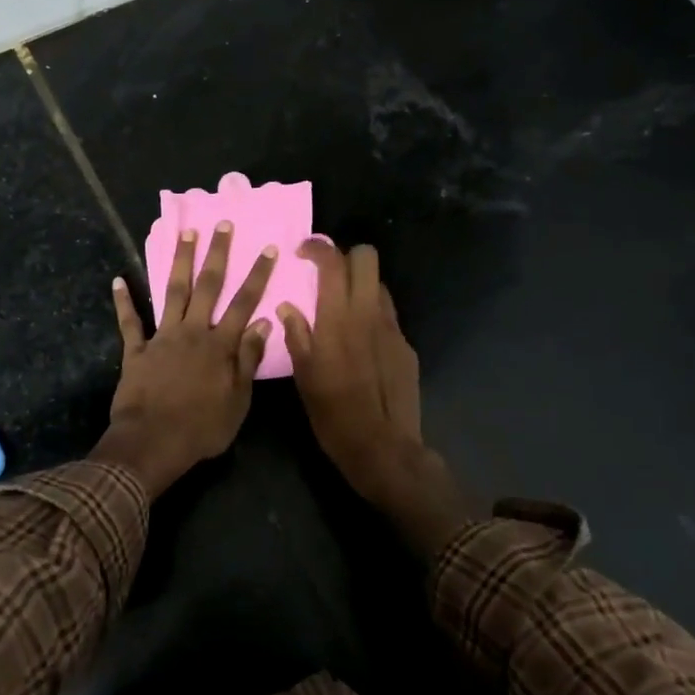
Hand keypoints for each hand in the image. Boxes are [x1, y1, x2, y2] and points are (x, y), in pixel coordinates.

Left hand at [94, 221, 277, 495]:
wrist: (152, 443)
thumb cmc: (202, 428)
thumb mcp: (238, 400)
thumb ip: (249, 359)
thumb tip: (264, 323)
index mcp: (220, 345)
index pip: (245, 303)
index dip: (257, 275)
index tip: (267, 248)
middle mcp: (193, 332)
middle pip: (208, 286)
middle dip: (217, 253)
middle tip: (221, 224)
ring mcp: (162, 338)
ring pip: (173, 291)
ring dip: (179, 262)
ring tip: (185, 234)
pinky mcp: (136, 350)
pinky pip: (129, 322)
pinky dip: (123, 301)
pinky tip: (118, 280)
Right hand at [277, 241, 419, 489]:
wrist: (383, 447)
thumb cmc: (333, 414)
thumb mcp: (304, 376)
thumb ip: (297, 335)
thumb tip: (287, 308)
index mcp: (338, 318)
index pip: (333, 261)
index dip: (318, 247)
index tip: (303, 252)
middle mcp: (369, 314)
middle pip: (367, 257)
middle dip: (346, 256)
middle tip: (327, 274)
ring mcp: (393, 328)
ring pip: (380, 285)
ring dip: (361, 285)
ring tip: (343, 307)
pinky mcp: (406, 346)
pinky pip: (388, 315)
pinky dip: (372, 314)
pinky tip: (362, 342)